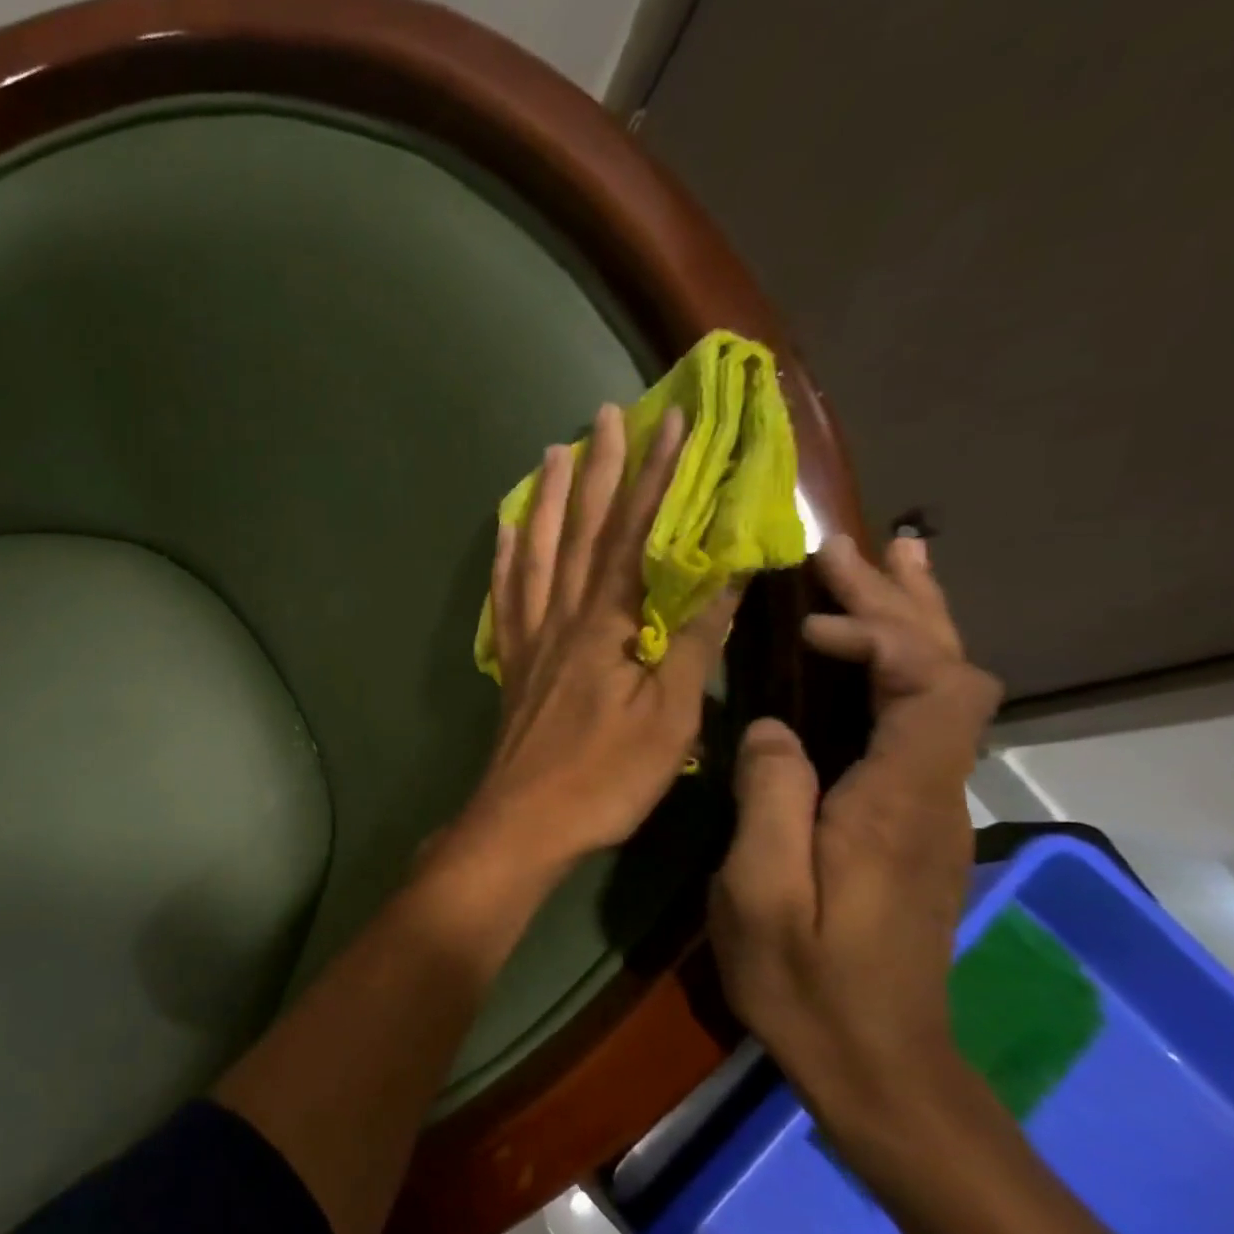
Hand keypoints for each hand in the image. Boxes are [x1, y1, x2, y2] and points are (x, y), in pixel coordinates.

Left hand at [459, 404, 736, 877]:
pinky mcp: (511, 661)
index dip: (656, 478)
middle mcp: (563, 617)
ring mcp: (529, 637)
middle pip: (581, 531)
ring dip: (546, 501)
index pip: (637, 536)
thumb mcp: (670, 715)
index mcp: (608, 625)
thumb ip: (695, 640)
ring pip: (537, 553)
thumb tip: (727, 571)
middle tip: (602, 415)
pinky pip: (505, 597)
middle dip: (598, 470)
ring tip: (550, 454)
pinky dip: (506, 559)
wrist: (525, 818)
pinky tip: (506, 533)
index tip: (673, 423)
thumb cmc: (605, 776)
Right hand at [708, 533, 1002, 1141]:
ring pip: (944, 690)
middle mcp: (931, 790)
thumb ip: (771, 798)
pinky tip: (867, 653)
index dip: (881, 633)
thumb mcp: (761, 890)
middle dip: (901, 602)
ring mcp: (926, 805)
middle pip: (951, 669)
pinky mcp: (907, 819)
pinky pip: (916, 719)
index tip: (805, 624)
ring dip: (911, 622)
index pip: (934, 683)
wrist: (875, 1061)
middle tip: (848, 548)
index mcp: (897, 800)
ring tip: (883, 563)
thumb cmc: (806, 978)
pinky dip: (898, 665)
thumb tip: (770, 725)